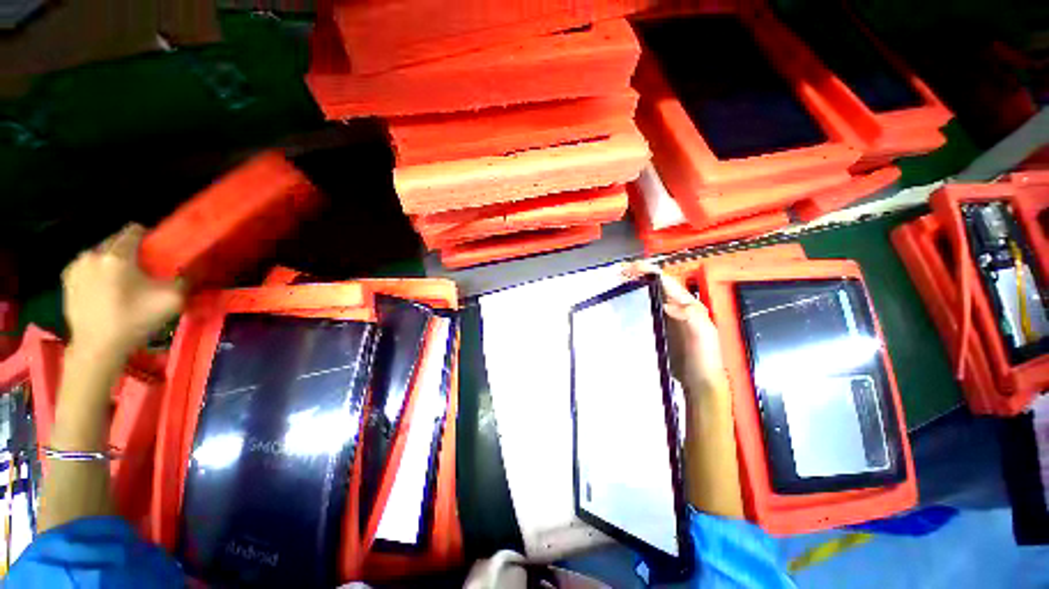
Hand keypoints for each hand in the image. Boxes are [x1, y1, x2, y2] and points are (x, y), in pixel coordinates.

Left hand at [62, 224, 184, 360]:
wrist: (98, 347)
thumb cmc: (135, 320)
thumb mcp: (172, 299)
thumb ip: (186, 279)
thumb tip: (196, 269)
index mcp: (117, 255)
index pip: (134, 230)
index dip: (148, 237)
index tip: (157, 251)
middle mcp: (94, 253)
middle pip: (115, 240)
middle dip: (129, 250)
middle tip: (142, 269)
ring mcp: (77, 266)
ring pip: (100, 253)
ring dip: (111, 261)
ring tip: (122, 280)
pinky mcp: (67, 279)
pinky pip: (87, 266)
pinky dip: (97, 272)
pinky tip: (104, 289)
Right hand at [623, 262, 726, 390]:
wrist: (698, 382)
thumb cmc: (704, 358)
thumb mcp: (704, 336)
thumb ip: (692, 316)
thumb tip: (667, 303)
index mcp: (687, 303)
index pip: (666, 280)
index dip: (648, 271)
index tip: (630, 267)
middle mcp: (676, 306)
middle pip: (654, 284)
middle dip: (637, 275)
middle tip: (618, 273)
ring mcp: (665, 317)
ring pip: (647, 295)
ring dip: (632, 287)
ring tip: (615, 284)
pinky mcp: (656, 328)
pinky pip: (643, 310)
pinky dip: (631, 304)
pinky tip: (620, 305)